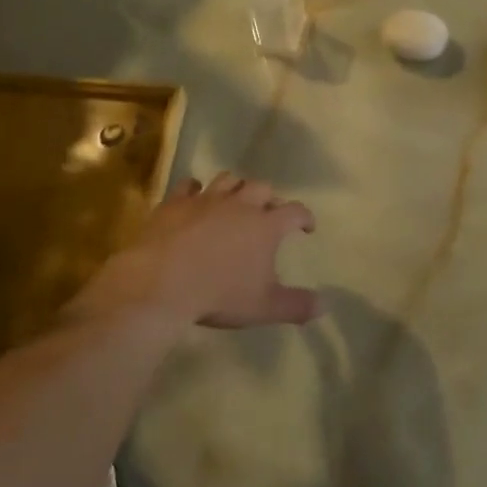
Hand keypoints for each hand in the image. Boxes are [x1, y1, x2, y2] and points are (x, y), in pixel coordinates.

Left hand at [82, 172, 319, 328]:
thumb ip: (296, 306)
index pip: (295, 211)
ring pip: (228, 179)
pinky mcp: (176, 202)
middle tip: (269, 213)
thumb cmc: (219, 294)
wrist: (162, 282)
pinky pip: (189, 185)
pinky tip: (195, 197)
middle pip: (262, 188)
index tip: (307, 227)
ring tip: (236, 200)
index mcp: (265, 226)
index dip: (305, 217)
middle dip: (270, 198)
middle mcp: (239, 204)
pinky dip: (196, 189)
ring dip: (236, 187)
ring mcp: (206, 199)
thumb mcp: (264, 307)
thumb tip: (324, 305)